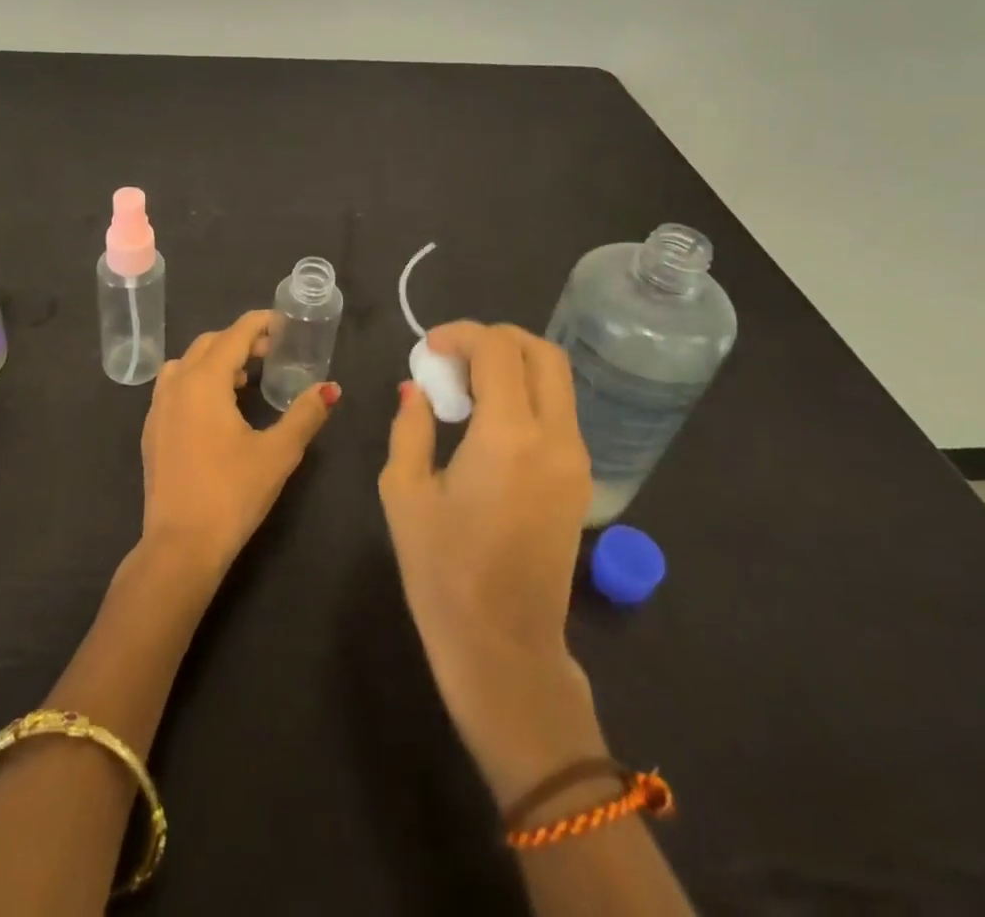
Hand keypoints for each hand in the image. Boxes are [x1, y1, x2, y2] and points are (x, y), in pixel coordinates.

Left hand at [140, 310, 338, 576]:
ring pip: (186, 364)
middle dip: (239, 340)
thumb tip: (330, 388)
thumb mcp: (278, 452)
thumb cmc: (232, 494)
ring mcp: (158, 408)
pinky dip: (196, 382)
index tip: (283, 323)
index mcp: (205, 381)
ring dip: (214, 360)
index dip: (259, 324)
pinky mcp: (152, 432)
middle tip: (271, 352)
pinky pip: (173, 387)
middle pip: (208, 344)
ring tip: (243, 380)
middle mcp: (176, 385)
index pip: (234, 335)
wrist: (180, 546)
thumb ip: (305, 414)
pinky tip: (216, 410)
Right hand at [380, 322, 603, 803]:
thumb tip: (416, 390)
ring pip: (556, 380)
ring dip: (513, 365)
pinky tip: (489, 419)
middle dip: (495, 338)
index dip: (460, 334)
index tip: (429, 348)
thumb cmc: (442, 574)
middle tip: (453, 355)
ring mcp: (576, 460)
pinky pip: (559, 412)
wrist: (504, 649)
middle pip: (541, 353)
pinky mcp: (580, 481)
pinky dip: (527, 394)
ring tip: (467, 386)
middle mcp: (554, 438)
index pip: (497, 350)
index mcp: (508, 437)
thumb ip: (410, 428)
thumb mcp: (404, 493)